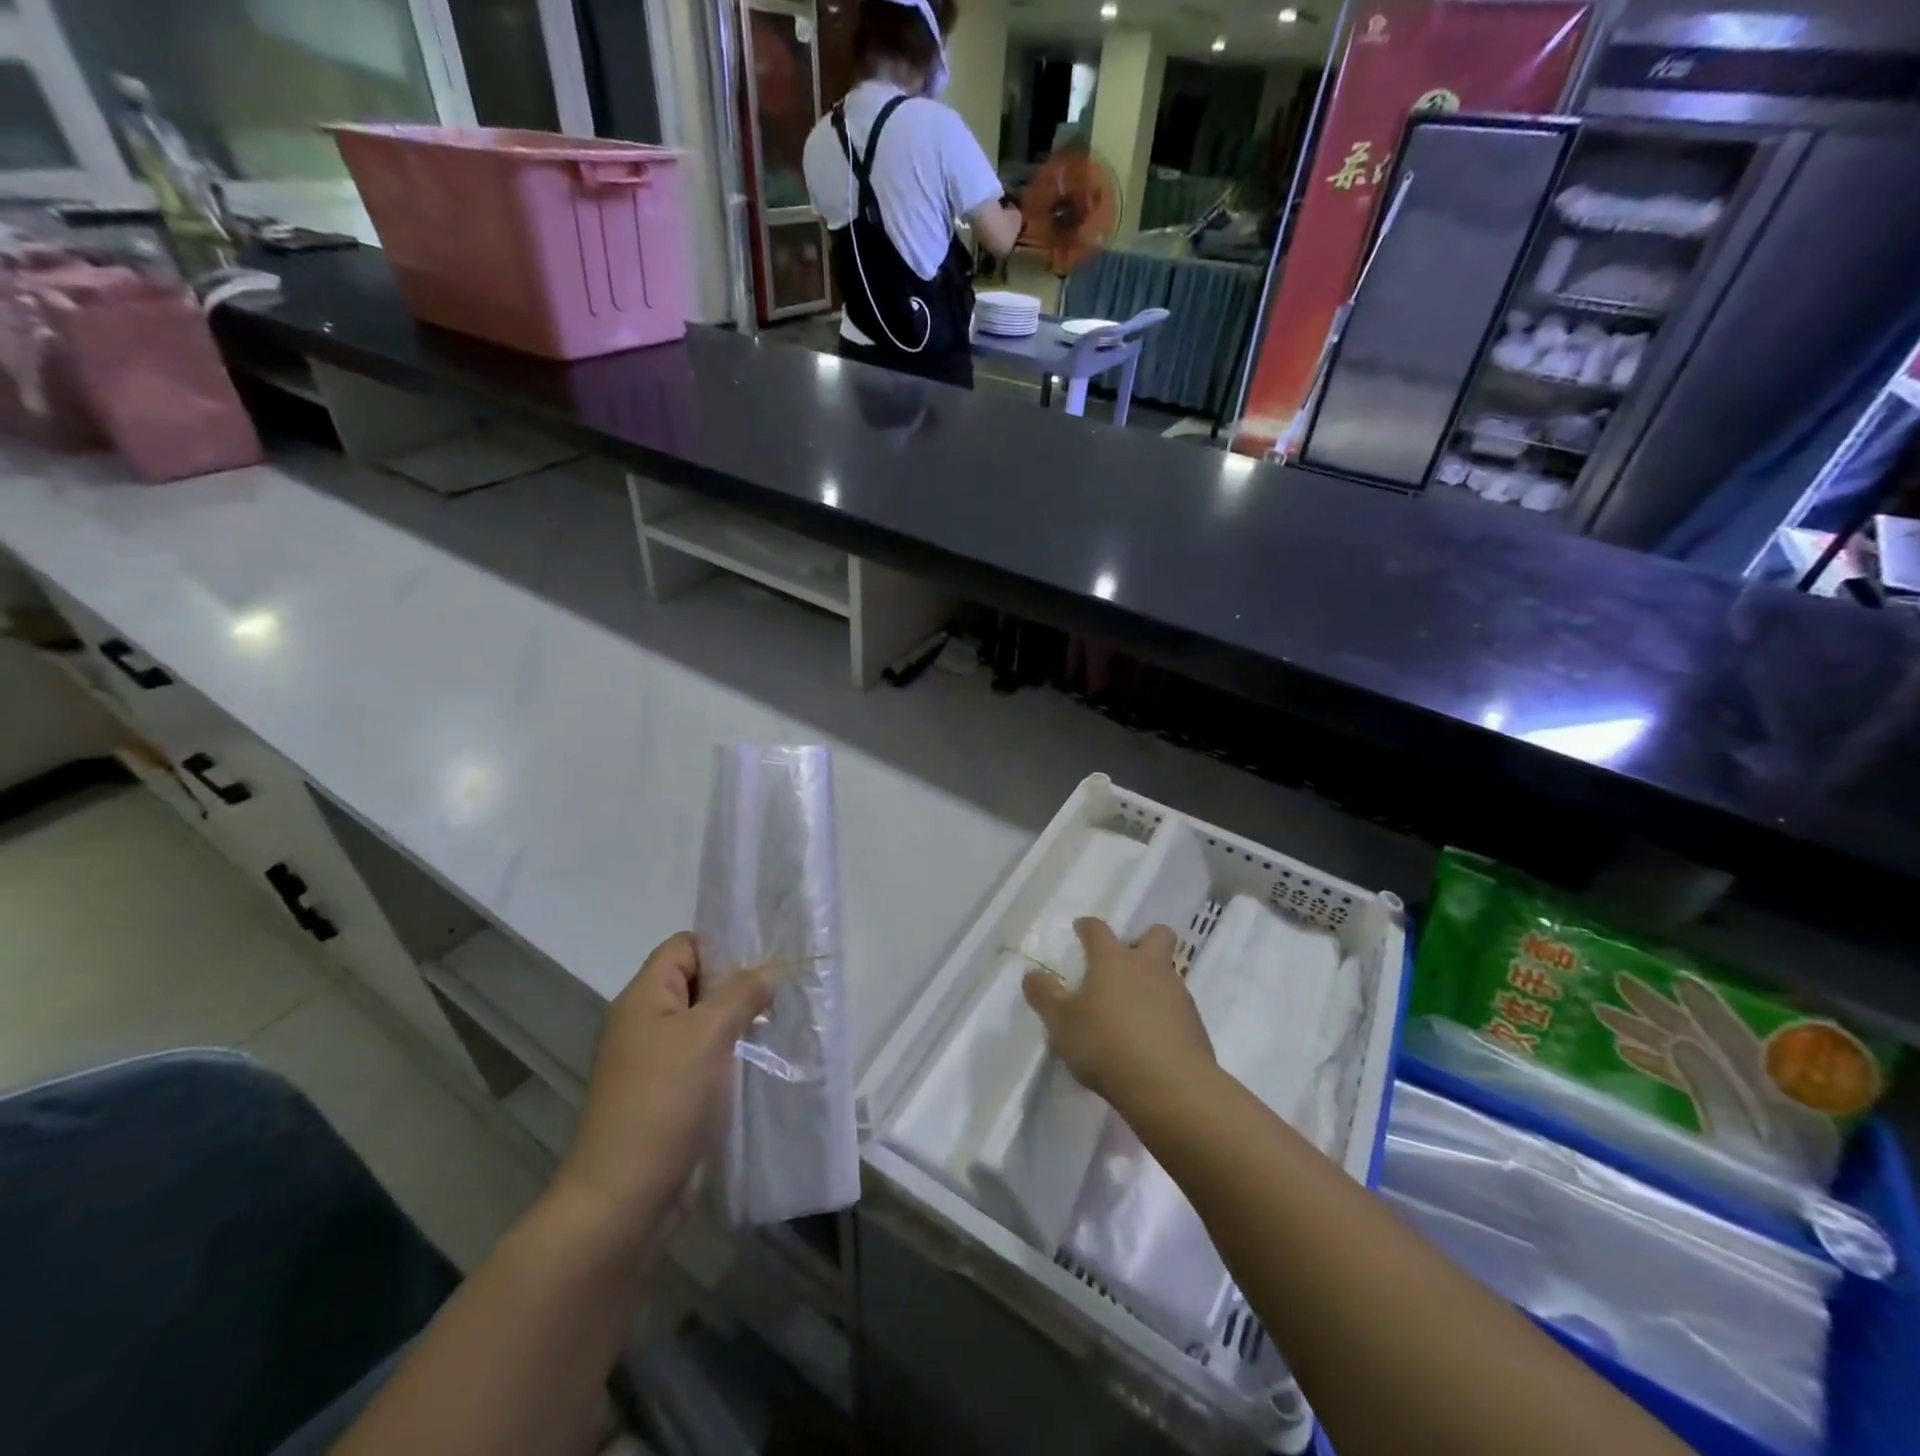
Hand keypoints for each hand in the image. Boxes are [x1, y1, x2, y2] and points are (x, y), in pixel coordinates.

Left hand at [557, 933, 772, 1237]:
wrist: (625, 1198)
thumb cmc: (663, 1101)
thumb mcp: (707, 1035)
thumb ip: (740, 994)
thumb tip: (766, 970)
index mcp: (644, 998)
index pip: (685, 947)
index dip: (723, 945)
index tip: (766, 956)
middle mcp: (647, 1022)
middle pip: (698, 983)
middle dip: (739, 984)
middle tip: (784, 989)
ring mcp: (658, 1061)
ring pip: (706, 1023)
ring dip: (741, 1021)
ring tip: (783, 1021)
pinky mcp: (672, 1095)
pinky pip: (708, 1058)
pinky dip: (734, 1054)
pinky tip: (766, 1058)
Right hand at [1022, 918, 1213, 1112]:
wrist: (1170, 1086)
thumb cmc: (1106, 1044)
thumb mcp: (1062, 1023)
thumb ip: (1045, 996)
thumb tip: (1031, 975)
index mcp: (1113, 960)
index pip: (1098, 929)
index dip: (1087, 927)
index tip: (1081, 930)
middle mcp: (1148, 967)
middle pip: (1156, 934)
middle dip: (1142, 940)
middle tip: (1125, 962)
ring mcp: (1177, 993)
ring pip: (1168, 973)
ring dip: (1153, 983)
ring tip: (1132, 1013)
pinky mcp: (1195, 1024)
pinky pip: (1178, 1008)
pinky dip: (1164, 1016)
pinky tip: (1150, 1041)